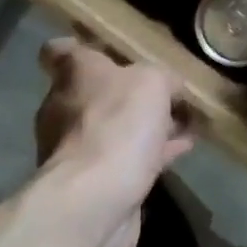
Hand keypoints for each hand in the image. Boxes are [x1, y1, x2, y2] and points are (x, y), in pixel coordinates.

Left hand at [35, 36, 192, 209]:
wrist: (95, 199)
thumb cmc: (117, 124)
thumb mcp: (152, 82)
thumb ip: (163, 78)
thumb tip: (171, 88)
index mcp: (73, 74)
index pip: (60, 51)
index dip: (81, 47)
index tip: (108, 51)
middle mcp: (66, 108)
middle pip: (95, 92)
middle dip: (129, 93)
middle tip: (166, 93)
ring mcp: (77, 148)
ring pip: (115, 128)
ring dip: (146, 126)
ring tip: (185, 122)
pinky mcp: (95, 182)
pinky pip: (128, 159)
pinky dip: (152, 153)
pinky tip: (183, 150)